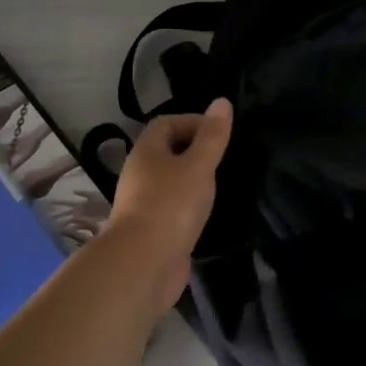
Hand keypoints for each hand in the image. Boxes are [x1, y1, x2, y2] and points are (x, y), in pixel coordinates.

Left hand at [105, 98, 232, 293]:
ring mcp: (144, 203)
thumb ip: (213, 136)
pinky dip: (190, 204)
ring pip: (171, 180)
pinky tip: (208, 212)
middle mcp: (140, 174)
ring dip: (193, 179)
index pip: (166, 123)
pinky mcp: (153, 229)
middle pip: (167, 151)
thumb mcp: (199, 165)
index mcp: (147, 152)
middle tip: (225, 158)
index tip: (220, 134)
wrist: (143, 263)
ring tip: (221, 184)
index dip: (193, 121)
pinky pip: (173, 206)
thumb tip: (222, 101)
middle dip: (195, 150)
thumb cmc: (171, 205)